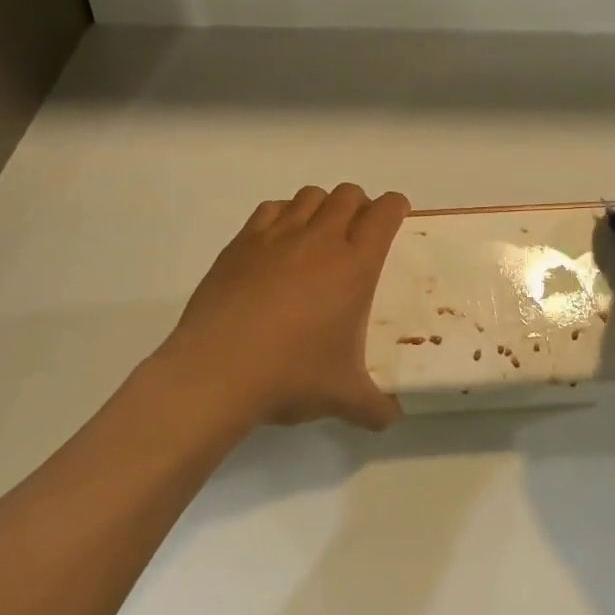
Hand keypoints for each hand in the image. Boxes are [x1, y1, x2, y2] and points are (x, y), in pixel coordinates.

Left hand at [153, 184, 410, 431]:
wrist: (217, 371)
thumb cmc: (291, 376)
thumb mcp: (344, 398)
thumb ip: (375, 406)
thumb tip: (391, 418)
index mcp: (354, 266)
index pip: (384, 214)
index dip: (395, 207)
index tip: (396, 215)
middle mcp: (319, 239)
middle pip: (347, 195)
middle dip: (360, 205)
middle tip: (358, 232)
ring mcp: (276, 236)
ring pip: (309, 195)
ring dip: (322, 206)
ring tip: (318, 234)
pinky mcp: (241, 243)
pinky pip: (270, 209)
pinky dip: (283, 214)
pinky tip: (279, 243)